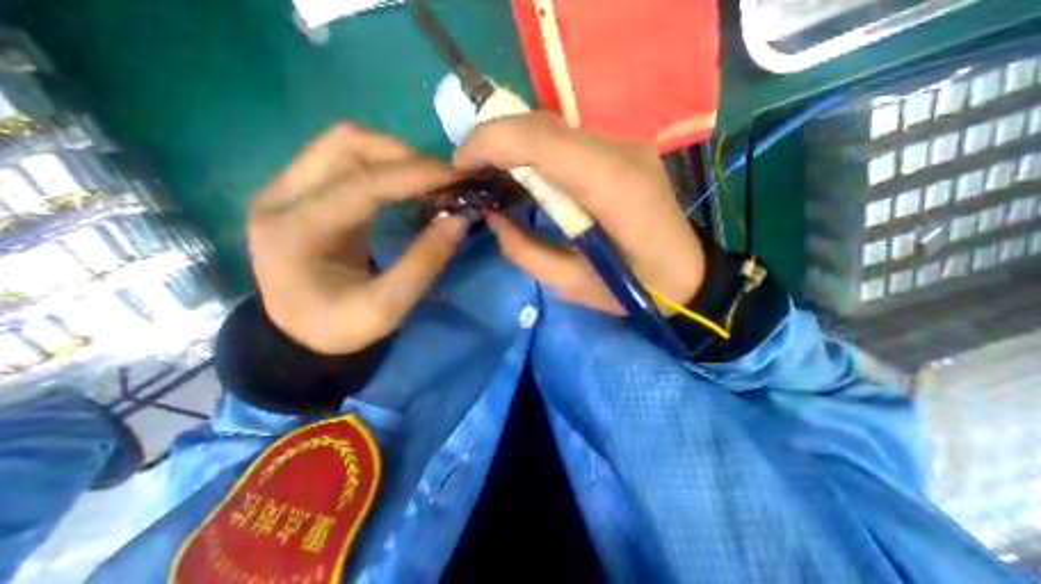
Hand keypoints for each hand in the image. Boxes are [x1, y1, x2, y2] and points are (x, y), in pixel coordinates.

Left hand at [246, 123, 467, 353]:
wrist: (298, 330)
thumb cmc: (339, 326)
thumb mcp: (386, 308)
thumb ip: (423, 264)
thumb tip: (459, 220)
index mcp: (295, 232)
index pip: (362, 185)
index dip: (414, 176)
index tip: (457, 176)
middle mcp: (281, 197)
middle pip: (345, 144)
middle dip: (404, 155)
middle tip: (444, 180)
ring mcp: (287, 188)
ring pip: (344, 144)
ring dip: (394, 155)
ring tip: (429, 180)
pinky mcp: (302, 190)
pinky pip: (345, 159)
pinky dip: (384, 164)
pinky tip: (408, 185)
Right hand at [456, 112, 707, 314]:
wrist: (685, 276)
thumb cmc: (632, 289)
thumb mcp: (569, 284)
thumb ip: (524, 250)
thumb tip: (493, 216)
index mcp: (611, 186)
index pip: (542, 139)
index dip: (492, 142)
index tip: (461, 164)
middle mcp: (621, 153)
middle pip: (544, 124)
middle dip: (496, 139)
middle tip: (470, 169)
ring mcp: (627, 147)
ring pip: (555, 127)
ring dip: (515, 143)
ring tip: (491, 172)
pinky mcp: (625, 152)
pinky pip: (570, 141)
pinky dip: (537, 150)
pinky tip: (526, 174)